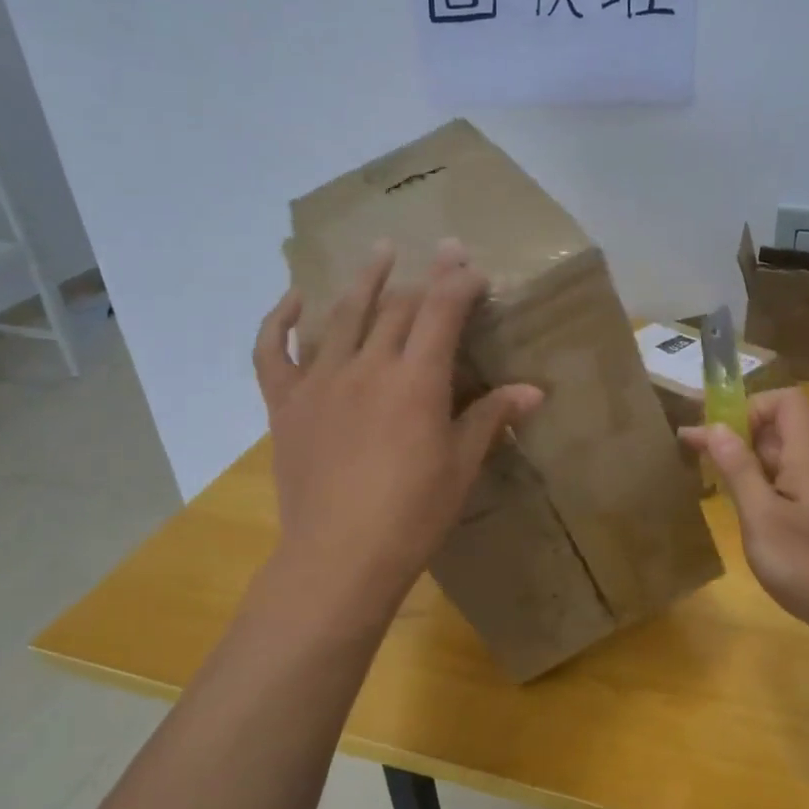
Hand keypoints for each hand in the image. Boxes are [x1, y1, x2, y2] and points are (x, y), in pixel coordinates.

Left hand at [253, 240, 542, 619]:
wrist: (340, 558)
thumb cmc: (413, 516)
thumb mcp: (461, 466)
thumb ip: (491, 418)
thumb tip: (534, 391)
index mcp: (416, 381)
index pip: (441, 311)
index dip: (459, 282)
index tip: (473, 267)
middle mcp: (367, 367)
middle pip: (396, 308)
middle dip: (424, 278)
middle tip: (441, 256)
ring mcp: (320, 381)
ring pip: (343, 315)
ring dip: (365, 279)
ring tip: (380, 251)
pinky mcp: (285, 404)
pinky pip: (273, 351)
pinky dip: (280, 320)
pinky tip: (295, 298)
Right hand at [681, 389, 808, 645]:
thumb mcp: (762, 517)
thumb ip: (739, 470)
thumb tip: (715, 427)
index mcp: (806, 459)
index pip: (787, 402)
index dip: (750, 405)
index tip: (715, 429)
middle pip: (778, 429)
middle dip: (735, 430)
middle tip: (691, 448)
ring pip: (776, 460)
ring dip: (741, 460)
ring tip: (705, 474)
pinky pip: (780, 487)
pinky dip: (753, 487)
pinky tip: (735, 507)